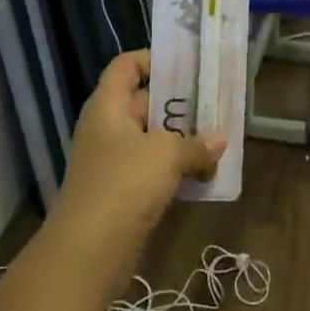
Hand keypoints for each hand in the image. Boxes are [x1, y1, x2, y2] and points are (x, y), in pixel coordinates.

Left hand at [56, 50, 226, 247]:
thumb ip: (195, 143)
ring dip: (184, 140)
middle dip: (181, 103)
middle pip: (145, 102)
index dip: (154, 59)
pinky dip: (178, 171)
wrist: (89, 251)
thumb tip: (220, 140)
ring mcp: (114, 163)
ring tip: (220, 138)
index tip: (189, 64)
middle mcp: (108, 129)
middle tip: (217, 101)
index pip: (126, 66)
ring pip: (153, 140)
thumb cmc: (124, 184)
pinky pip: (155, 171)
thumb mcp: (165, 154)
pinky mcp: (124, 194)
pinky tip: (208, 175)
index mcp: (108, 107)